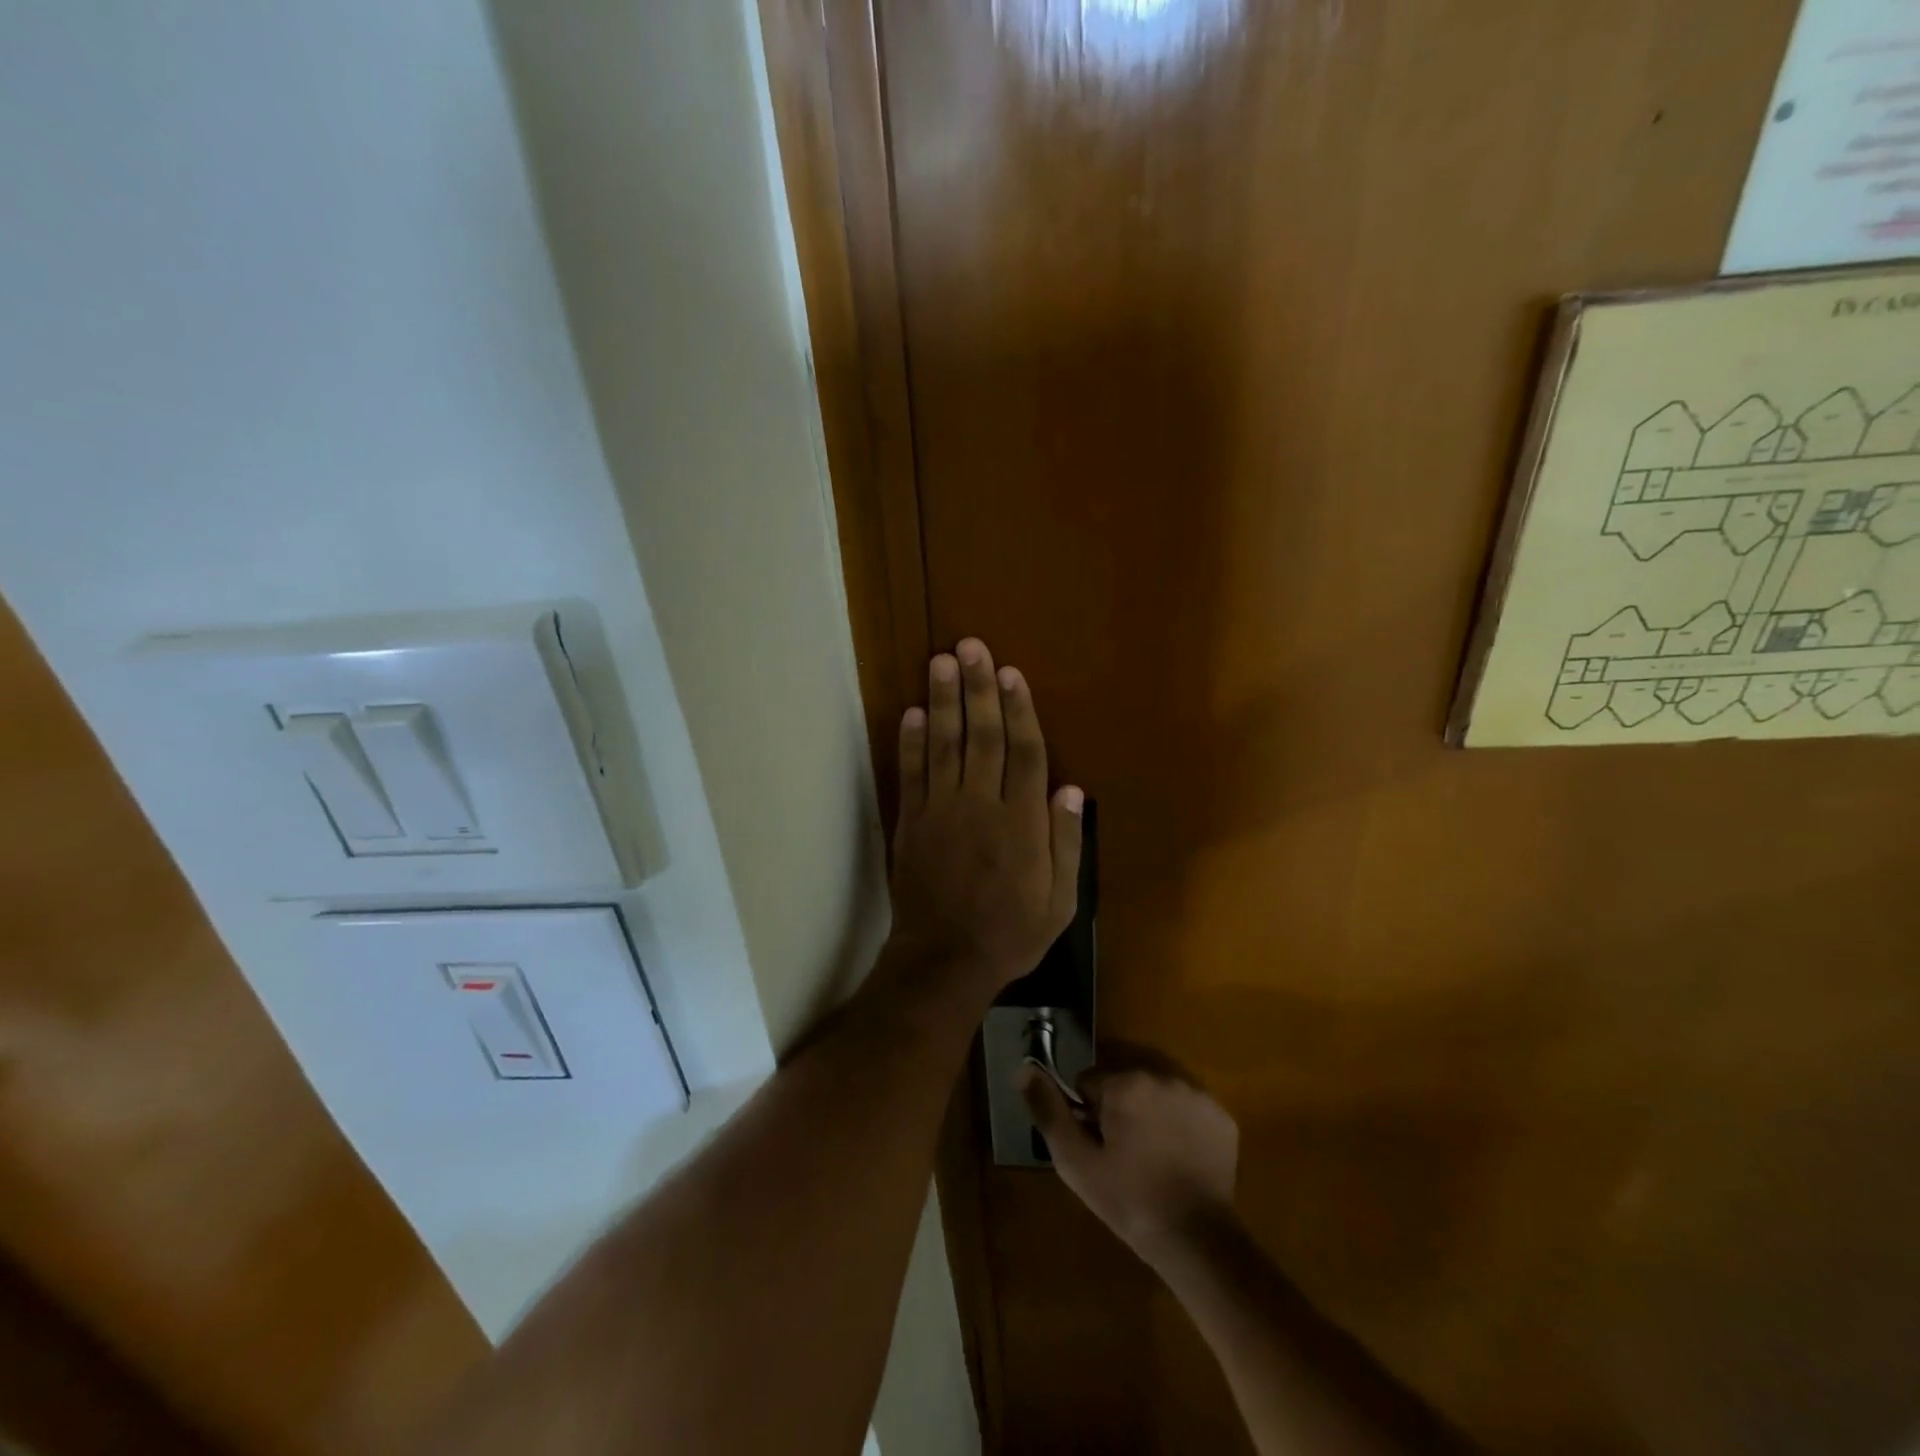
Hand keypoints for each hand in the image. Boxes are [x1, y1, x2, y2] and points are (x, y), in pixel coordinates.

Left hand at [887, 639, 1083, 991]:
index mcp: (1021, 823)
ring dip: (943, 701)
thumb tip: (1071, 789)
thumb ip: (1066, 843)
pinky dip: (910, 743)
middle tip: (972, 646)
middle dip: (979, 688)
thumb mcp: (1060, 902)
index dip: (1020, 711)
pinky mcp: (911, 823)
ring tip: (941, 661)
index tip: (1012, 674)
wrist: (944, 961)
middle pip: (983, 736)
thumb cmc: (1010, 933)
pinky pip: (910, 774)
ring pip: (944, 746)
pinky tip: (912, 712)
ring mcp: (941, 811)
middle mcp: (981, 806)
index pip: (1025, 753)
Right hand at [1020, 1064, 1238, 1264]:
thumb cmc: (1128, 1200)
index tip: (1098, 1146)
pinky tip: (1178, 1157)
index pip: (1089, 1082)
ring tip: (1151, 1155)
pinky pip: (1187, 1106)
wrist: (1197, 1240)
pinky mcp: (1221, 1115)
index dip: (1088, 1115)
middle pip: (1124, 1081)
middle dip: (1119, 1108)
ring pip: (1156, 1091)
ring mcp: (1196, 1093)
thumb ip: (1049, 1110)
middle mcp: (1162, 1075)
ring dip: (1149, 1112)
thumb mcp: (1075, 1161)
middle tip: (1124, 1153)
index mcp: (1125, 1083)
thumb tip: (1025, 1068)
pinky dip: (1180, 1123)